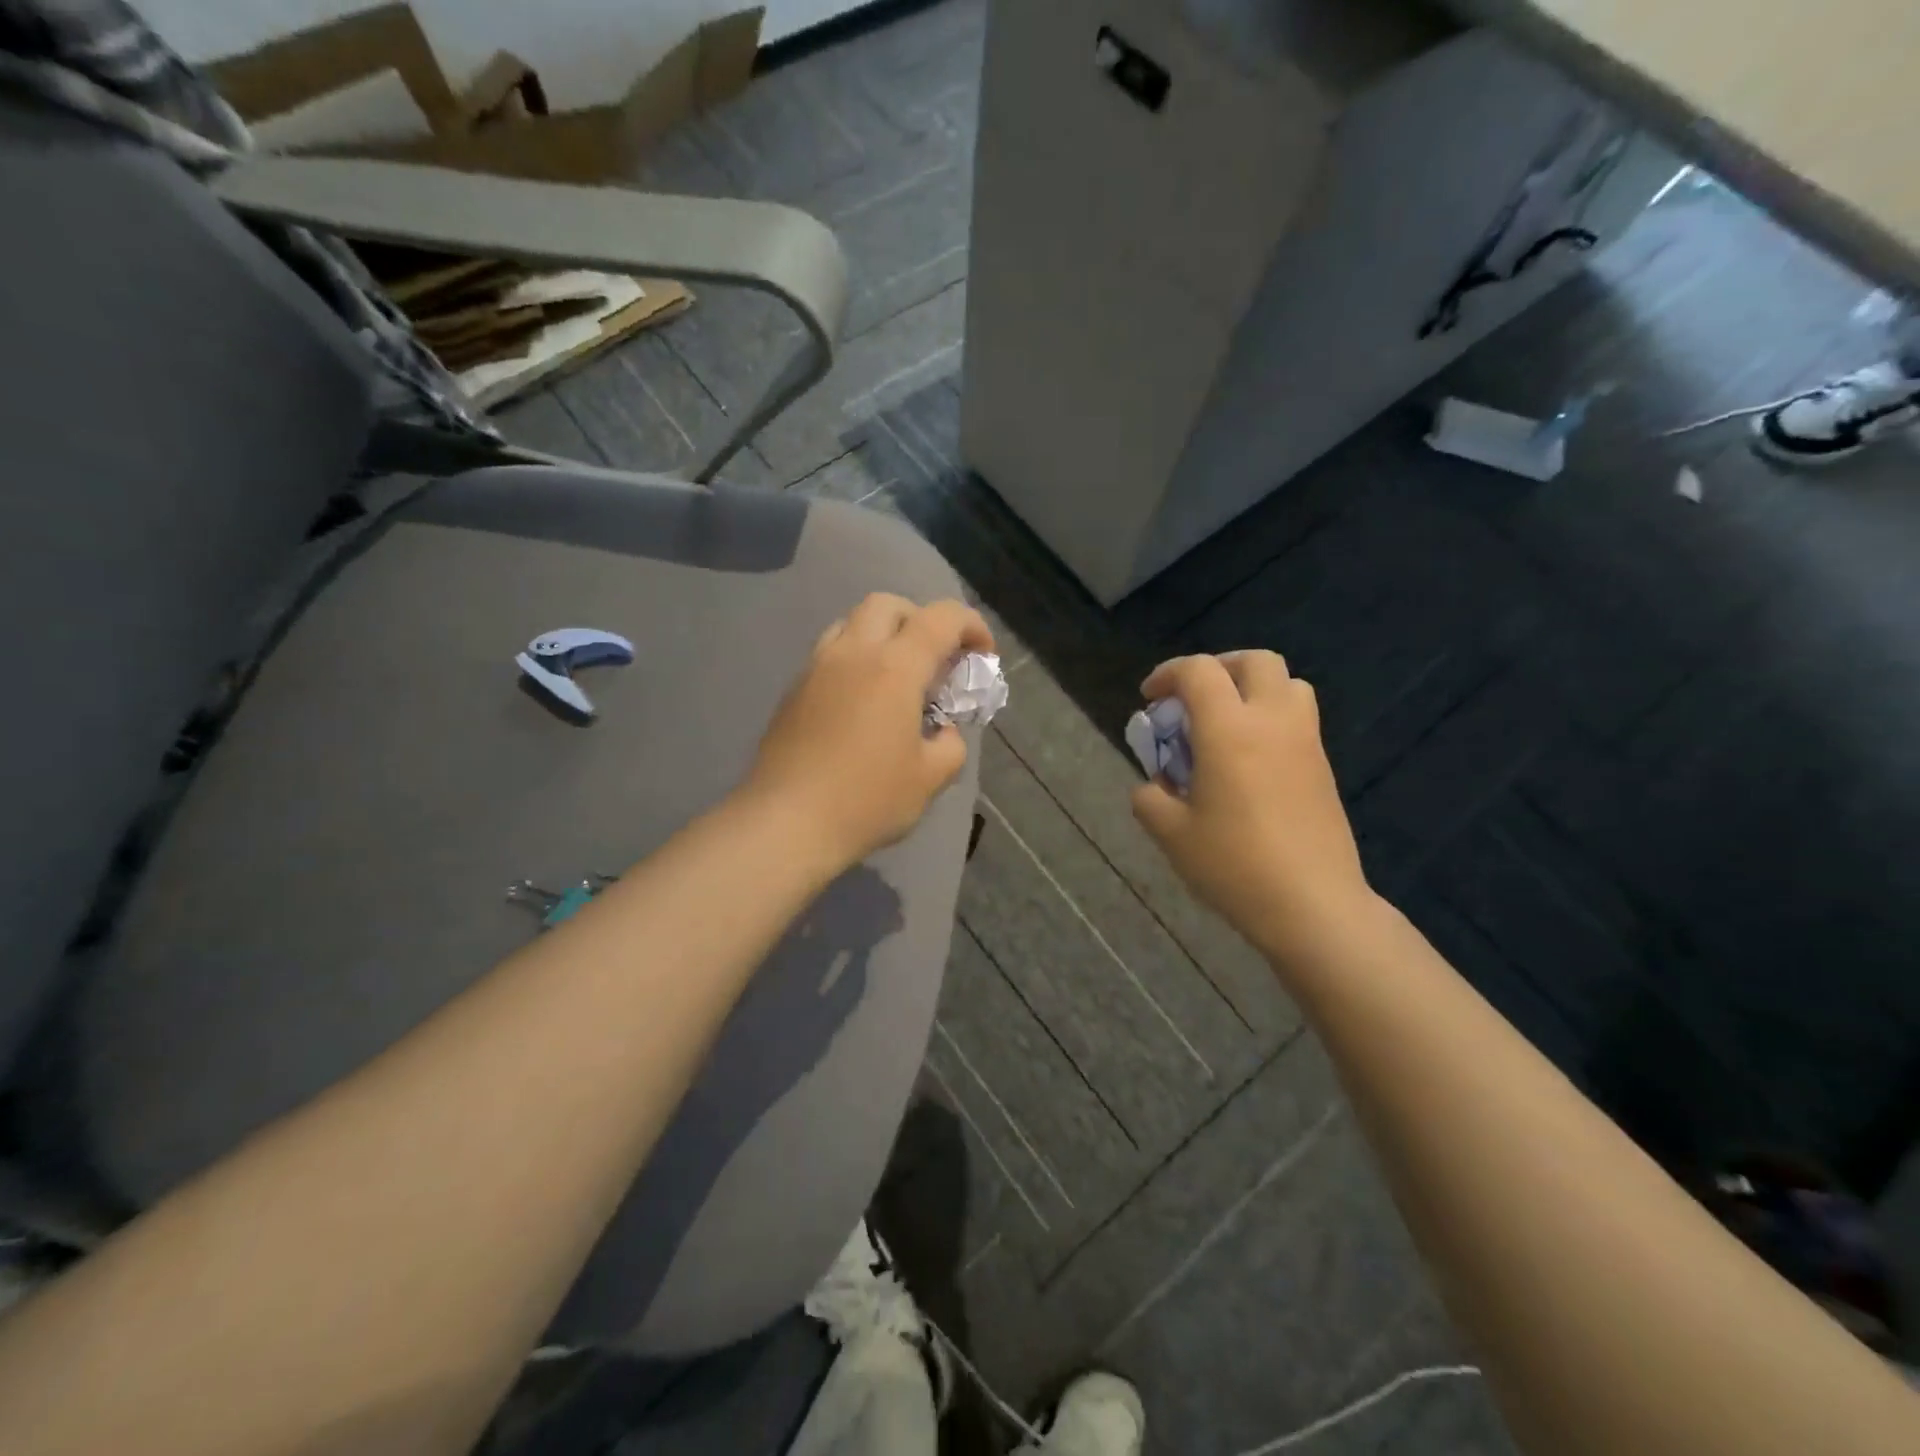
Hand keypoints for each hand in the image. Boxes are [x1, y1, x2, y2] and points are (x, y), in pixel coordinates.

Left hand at [745, 593, 993, 870]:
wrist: (786, 823)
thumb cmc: (866, 800)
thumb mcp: (930, 778)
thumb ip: (950, 744)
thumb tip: (942, 731)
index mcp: (894, 668)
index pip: (941, 618)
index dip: (971, 625)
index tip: (982, 654)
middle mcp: (852, 653)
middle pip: (888, 604)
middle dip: (920, 619)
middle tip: (934, 659)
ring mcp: (816, 669)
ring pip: (851, 623)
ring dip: (882, 635)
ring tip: (896, 678)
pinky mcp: (793, 691)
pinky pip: (830, 654)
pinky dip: (855, 661)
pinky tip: (862, 704)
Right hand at [1131, 652, 1374, 965]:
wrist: (1312, 904)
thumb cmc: (1234, 864)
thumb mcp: (1170, 834)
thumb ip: (1150, 797)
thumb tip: (1155, 785)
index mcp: (1229, 729)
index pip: (1199, 671)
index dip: (1167, 674)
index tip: (1150, 698)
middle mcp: (1272, 721)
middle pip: (1254, 661)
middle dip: (1218, 668)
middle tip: (1194, 699)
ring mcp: (1306, 741)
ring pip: (1287, 684)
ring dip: (1252, 688)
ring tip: (1226, 723)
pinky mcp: (1323, 766)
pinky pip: (1298, 718)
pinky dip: (1270, 717)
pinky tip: (1249, 760)